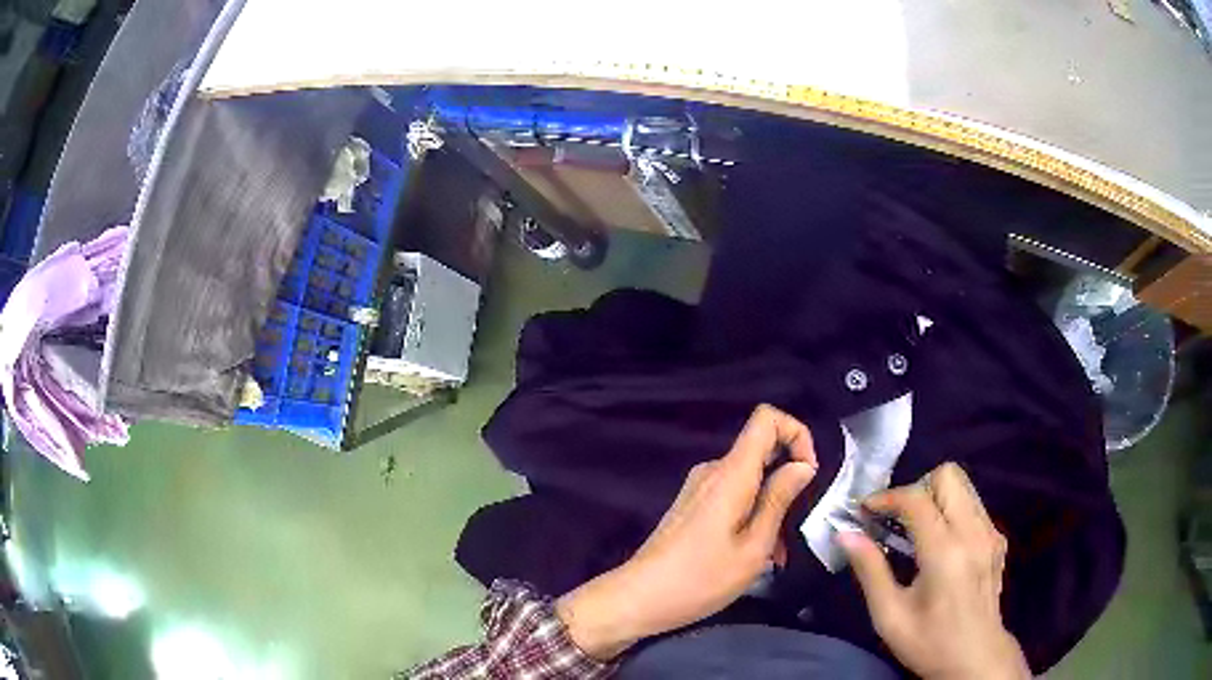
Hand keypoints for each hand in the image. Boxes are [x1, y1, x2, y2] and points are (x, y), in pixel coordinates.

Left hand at [556, 405, 817, 659]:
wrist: (638, 598)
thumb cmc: (700, 578)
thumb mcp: (753, 547)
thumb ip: (779, 500)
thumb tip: (803, 465)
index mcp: (731, 473)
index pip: (766, 418)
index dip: (796, 434)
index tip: (808, 475)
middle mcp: (713, 470)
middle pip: (762, 450)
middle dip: (788, 482)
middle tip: (794, 528)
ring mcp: (699, 488)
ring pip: (750, 480)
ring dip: (771, 508)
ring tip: (775, 555)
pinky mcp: (692, 506)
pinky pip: (734, 496)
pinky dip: (752, 516)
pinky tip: (755, 556)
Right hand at [839, 462, 1030, 679]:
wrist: (976, 658)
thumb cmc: (929, 643)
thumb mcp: (890, 616)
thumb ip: (870, 571)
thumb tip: (846, 534)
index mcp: (945, 552)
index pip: (917, 499)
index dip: (887, 497)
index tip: (864, 510)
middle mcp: (974, 532)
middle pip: (948, 475)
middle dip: (917, 488)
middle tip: (896, 519)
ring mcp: (990, 532)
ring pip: (964, 485)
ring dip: (935, 497)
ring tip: (915, 529)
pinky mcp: (998, 538)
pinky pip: (973, 505)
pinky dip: (952, 511)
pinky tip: (939, 544)